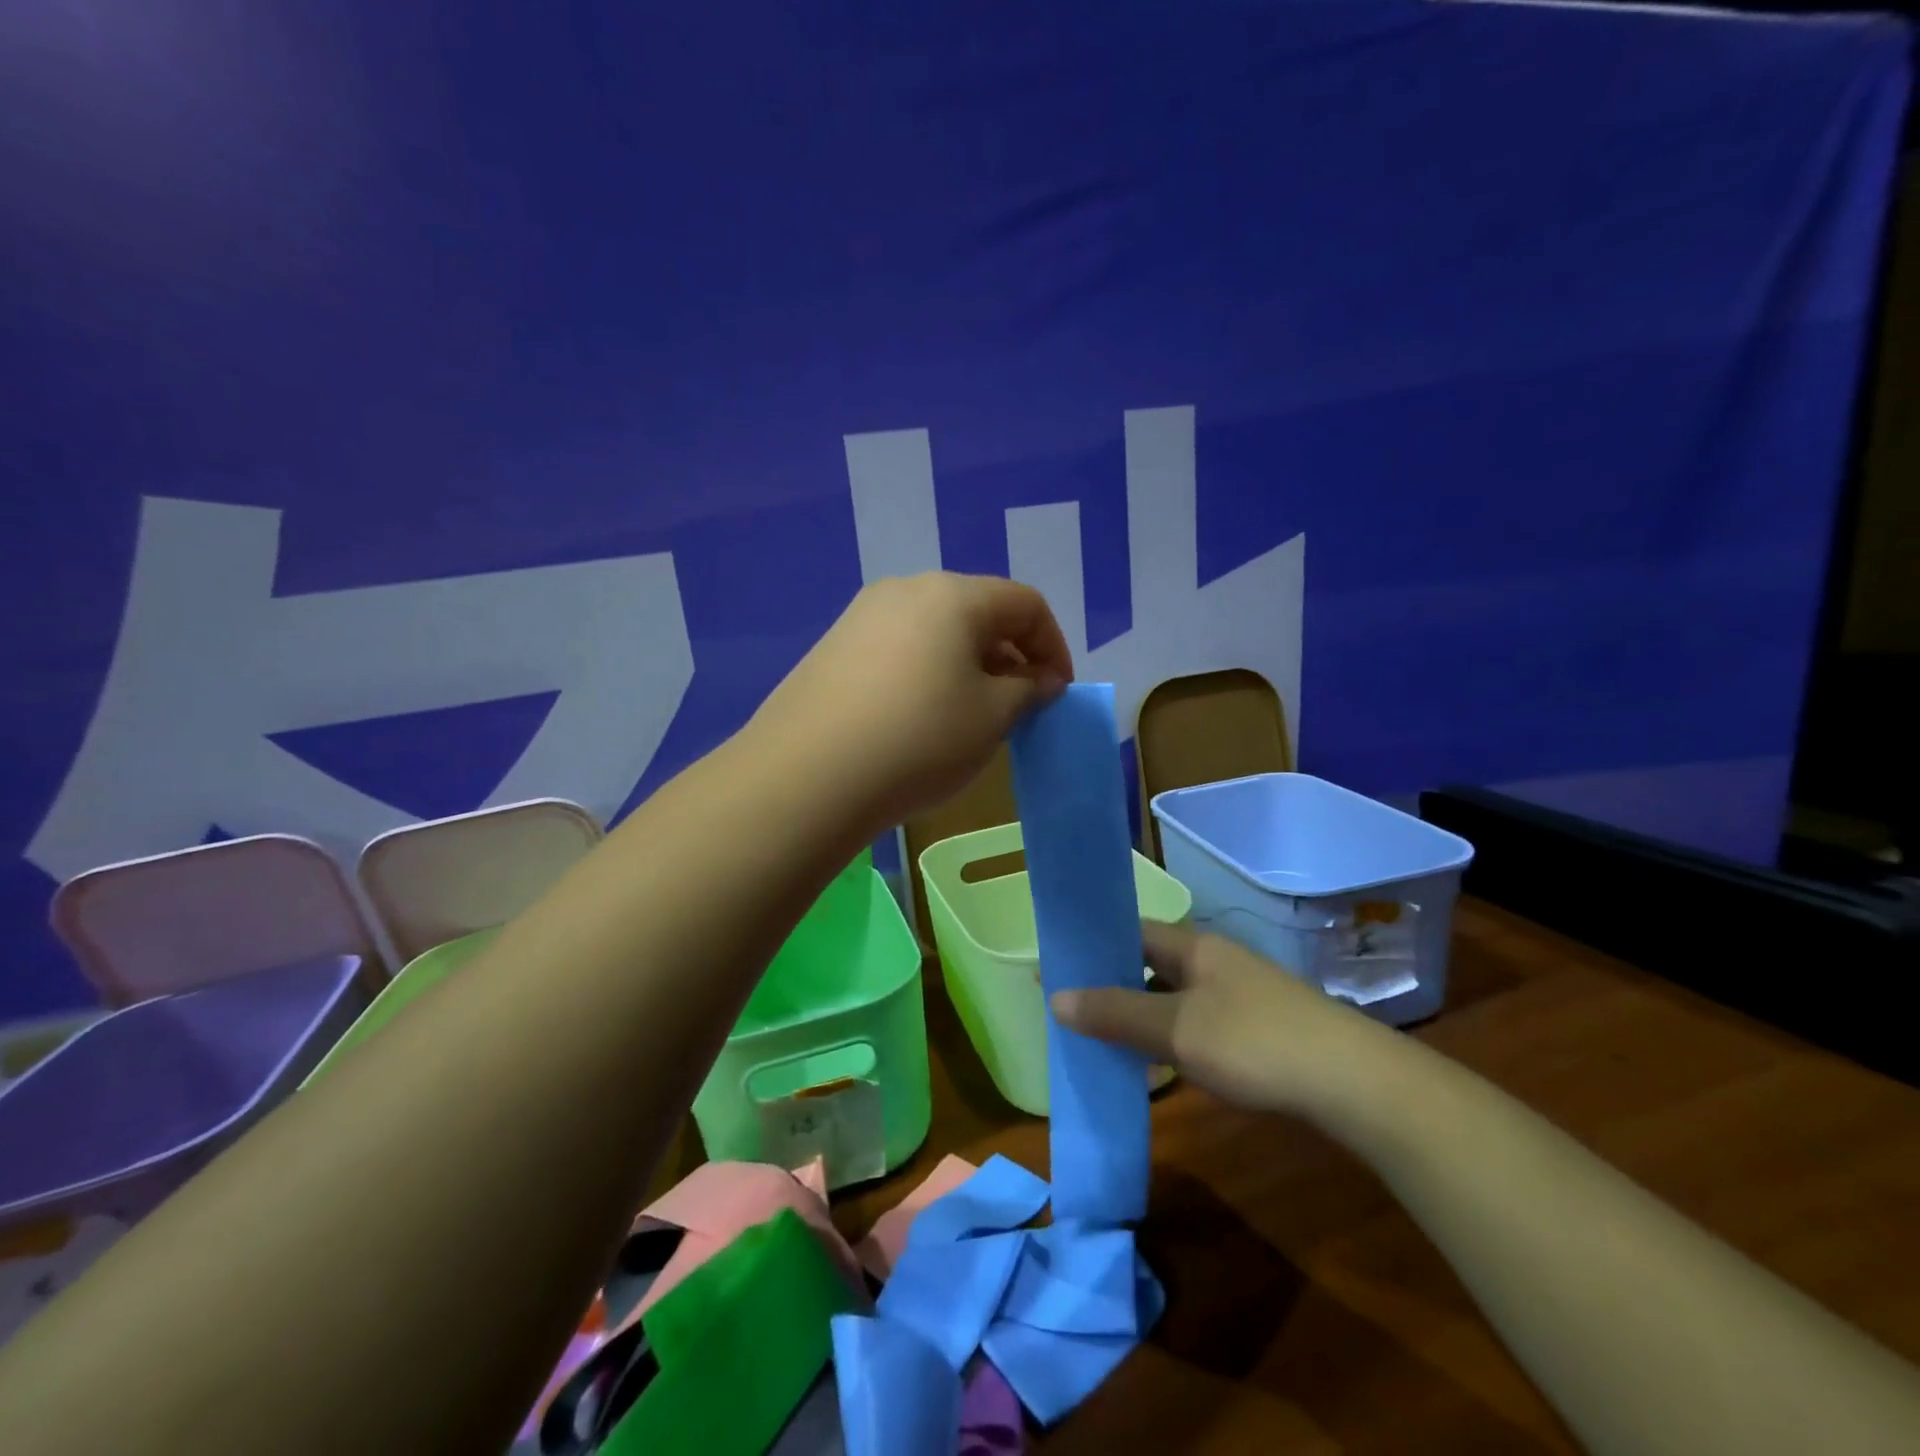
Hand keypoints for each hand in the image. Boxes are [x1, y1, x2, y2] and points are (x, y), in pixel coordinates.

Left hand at [752, 573, 1072, 826]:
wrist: (807, 776)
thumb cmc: (919, 740)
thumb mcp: (991, 718)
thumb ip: (1027, 690)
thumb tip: (1038, 679)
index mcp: (953, 595)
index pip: (1025, 604)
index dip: (1053, 646)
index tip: (1057, 693)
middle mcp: (905, 590)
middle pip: (977, 611)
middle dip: (1010, 655)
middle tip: (1018, 705)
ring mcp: (862, 616)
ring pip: (936, 631)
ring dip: (968, 665)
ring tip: (971, 715)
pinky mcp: (833, 648)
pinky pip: (899, 648)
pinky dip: (927, 673)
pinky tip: (920, 718)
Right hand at [1051, 919, 1394, 1121]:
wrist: (1355, 1085)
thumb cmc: (1256, 1042)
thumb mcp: (1177, 1028)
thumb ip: (1116, 1013)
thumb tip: (1055, 996)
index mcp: (1195, 947)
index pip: (1132, 931)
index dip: (1092, 944)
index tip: (1055, 962)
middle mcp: (1215, 962)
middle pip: (1150, 963)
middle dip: (1111, 981)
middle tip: (1068, 1003)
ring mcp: (1239, 996)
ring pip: (1173, 996)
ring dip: (1138, 1011)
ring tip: (1099, 1034)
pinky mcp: (1257, 1031)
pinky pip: (1195, 1022)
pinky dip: (1167, 1035)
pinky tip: (1155, 1060)